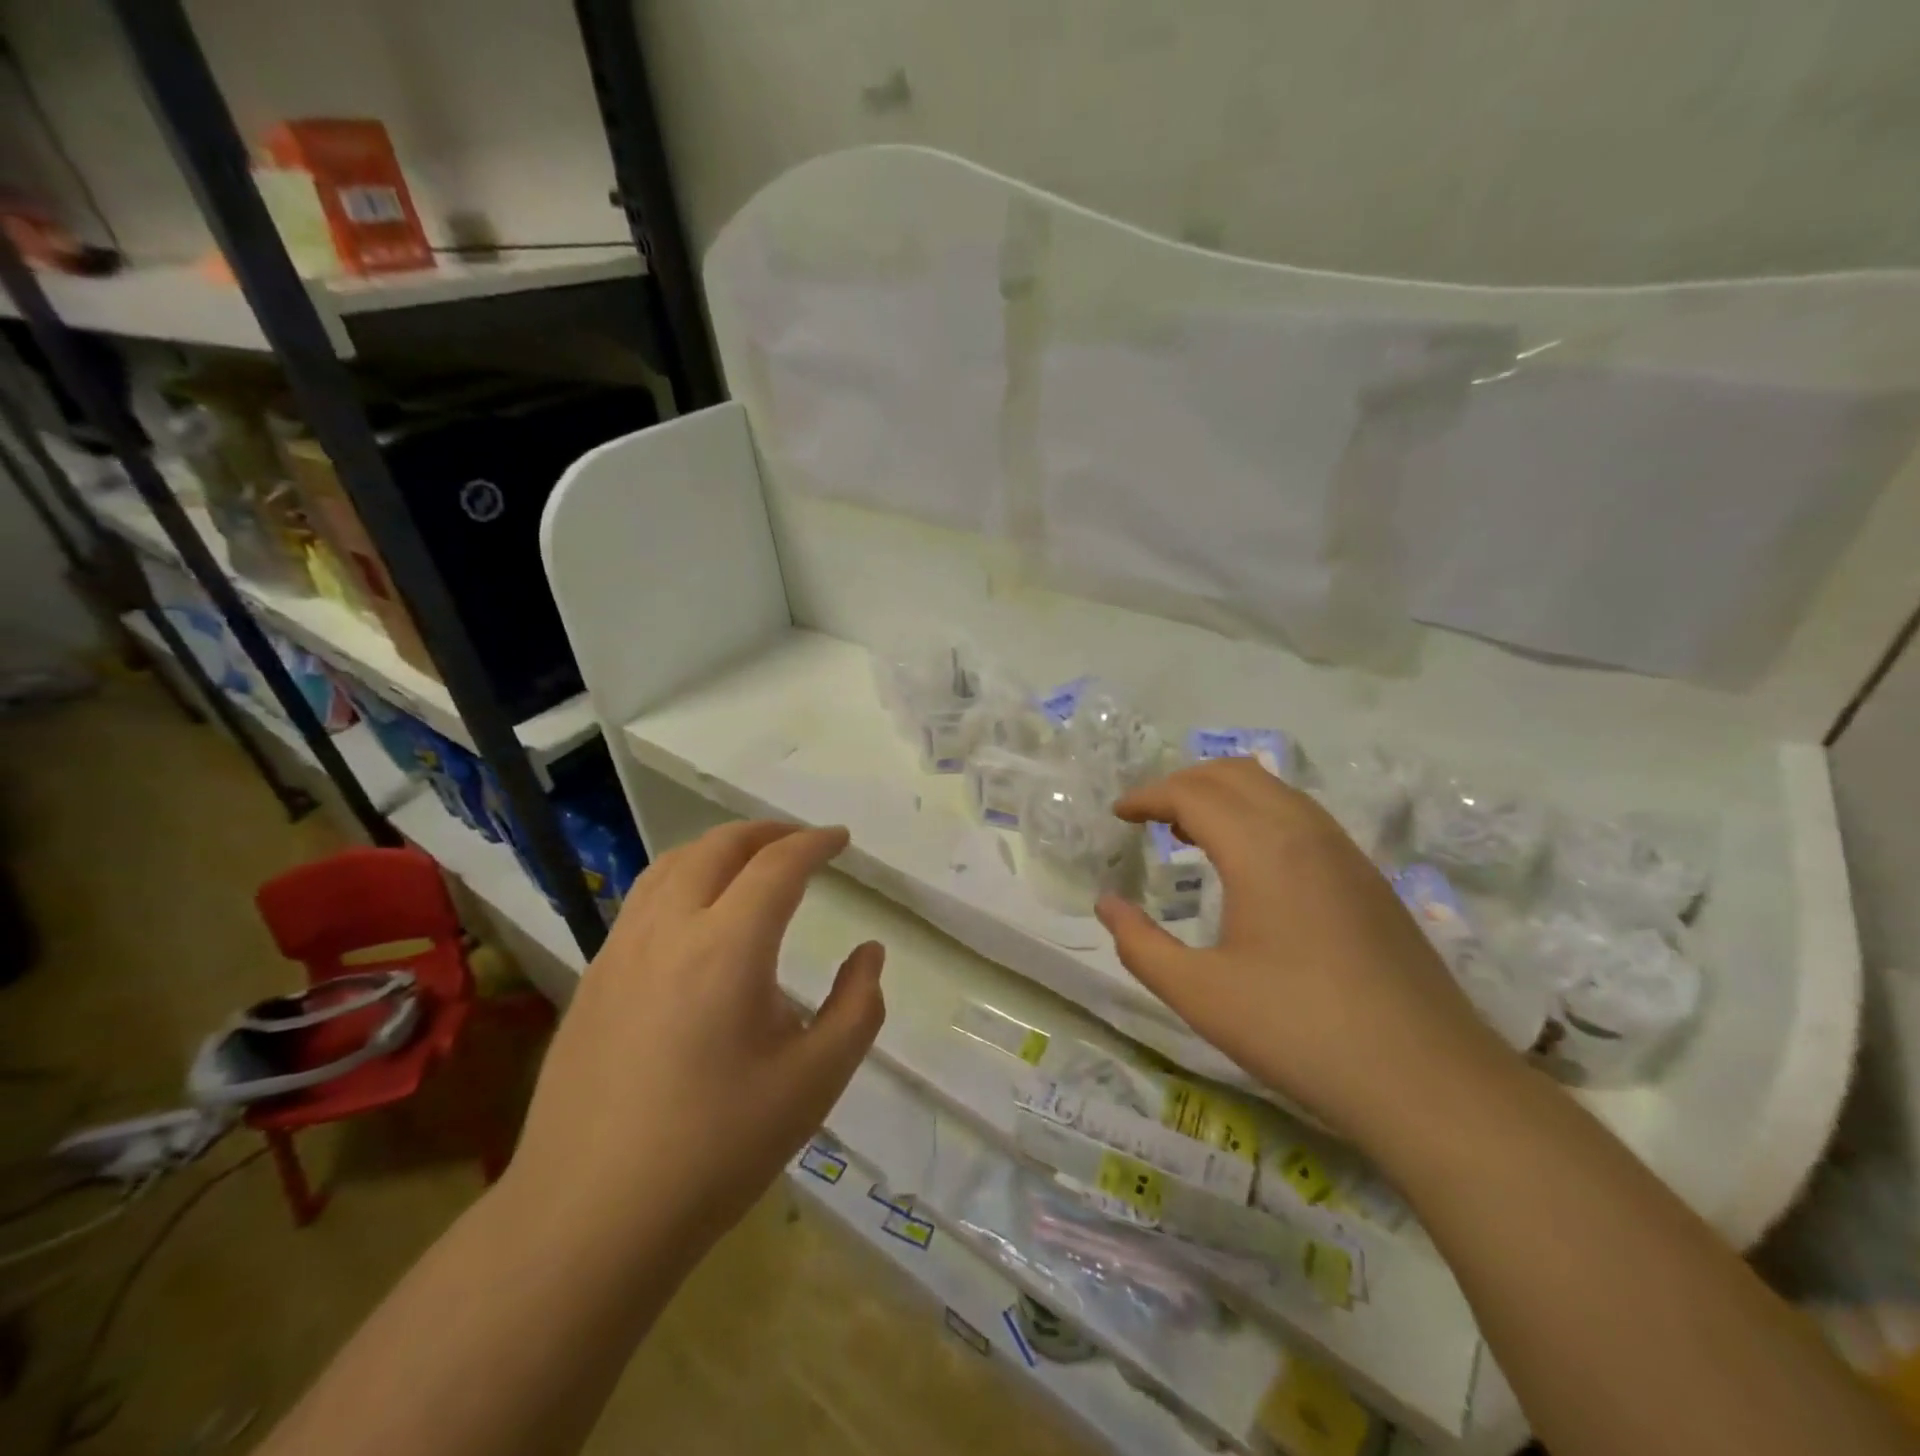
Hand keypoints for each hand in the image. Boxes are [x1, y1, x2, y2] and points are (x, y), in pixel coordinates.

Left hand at [509, 822, 883, 1250]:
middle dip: (766, 832)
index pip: (777, 865)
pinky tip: (695, 915)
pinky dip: (682, 878)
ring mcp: (620, 951)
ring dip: (718, 848)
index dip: (814, 843)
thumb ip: (857, 1007)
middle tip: (801, 842)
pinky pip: (643, 900)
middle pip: (718, 847)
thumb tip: (869, 954)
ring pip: (670, 865)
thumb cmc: (717, 1149)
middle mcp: (668, 930)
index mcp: (727, 947)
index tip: (841, 840)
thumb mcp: (815, 1081)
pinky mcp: (592, 979)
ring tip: (750, 861)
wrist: (589, 1219)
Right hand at [1095, 758, 1511, 1140]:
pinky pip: (1302, 816)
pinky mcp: (1368, 878)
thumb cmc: (1299, 1031)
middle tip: (1149, 816)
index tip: (1118, 815)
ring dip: (1224, 795)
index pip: (1193, 793)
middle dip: (1183, 783)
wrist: (1428, 1081)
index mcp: (1262, 848)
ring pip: (1274, 789)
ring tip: (1190, 833)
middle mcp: (1305, 832)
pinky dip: (1259, 814)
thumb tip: (1107, 905)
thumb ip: (1140, 945)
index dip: (1147, 796)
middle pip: (1234, 774)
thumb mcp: (1199, 994)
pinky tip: (1249, 865)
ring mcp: (1345, 852)